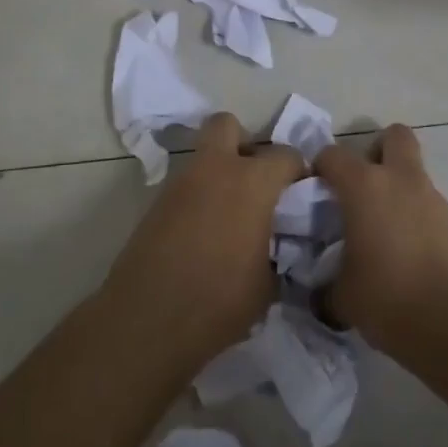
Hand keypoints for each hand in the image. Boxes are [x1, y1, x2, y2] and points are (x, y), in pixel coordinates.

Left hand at [99, 112, 304, 373]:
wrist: (146, 321)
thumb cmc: (219, 301)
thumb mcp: (268, 285)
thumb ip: (279, 253)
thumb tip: (278, 250)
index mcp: (252, 182)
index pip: (286, 156)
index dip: (298, 172)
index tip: (301, 194)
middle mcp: (215, 169)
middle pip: (227, 125)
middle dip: (244, 143)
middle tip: (255, 181)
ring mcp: (180, 183)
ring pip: (203, 157)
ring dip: (219, 173)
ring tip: (231, 216)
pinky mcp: (156, 204)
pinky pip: (186, 187)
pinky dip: (199, 198)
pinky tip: (206, 233)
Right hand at [315, 123, 447, 356]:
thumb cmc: (388, 299)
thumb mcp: (341, 296)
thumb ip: (325, 282)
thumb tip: (320, 289)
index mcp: (365, 186)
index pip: (333, 155)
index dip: (320, 168)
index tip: (314, 192)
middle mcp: (401, 180)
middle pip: (394, 135)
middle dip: (376, 151)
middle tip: (361, 186)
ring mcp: (432, 198)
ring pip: (413, 172)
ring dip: (397, 187)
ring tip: (381, 229)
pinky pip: (427, 204)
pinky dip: (414, 215)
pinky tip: (404, 251)